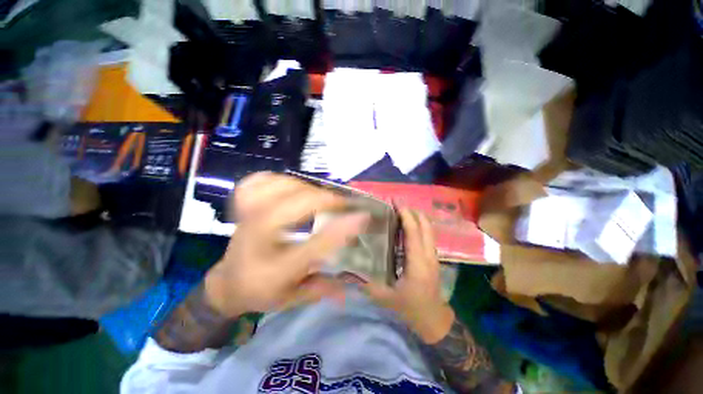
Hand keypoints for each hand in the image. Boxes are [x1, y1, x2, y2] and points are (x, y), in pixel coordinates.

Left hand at [203, 172, 369, 317]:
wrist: (229, 281)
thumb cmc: (262, 290)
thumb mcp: (293, 298)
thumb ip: (323, 287)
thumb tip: (351, 282)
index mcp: (274, 267)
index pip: (316, 244)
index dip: (343, 228)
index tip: (364, 217)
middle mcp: (260, 236)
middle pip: (297, 204)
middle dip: (328, 199)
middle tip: (345, 203)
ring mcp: (248, 215)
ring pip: (282, 186)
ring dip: (308, 188)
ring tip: (321, 197)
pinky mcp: (243, 204)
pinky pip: (261, 180)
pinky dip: (279, 179)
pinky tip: (291, 187)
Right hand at [360, 209, 454, 343]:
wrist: (434, 321)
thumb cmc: (410, 309)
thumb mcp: (385, 298)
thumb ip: (366, 283)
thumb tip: (347, 270)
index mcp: (418, 263)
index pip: (414, 232)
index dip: (406, 215)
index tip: (395, 203)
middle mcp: (429, 255)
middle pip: (426, 225)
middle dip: (412, 211)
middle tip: (396, 203)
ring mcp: (434, 256)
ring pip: (429, 229)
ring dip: (416, 216)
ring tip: (400, 210)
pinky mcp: (434, 257)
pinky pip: (428, 234)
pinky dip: (419, 225)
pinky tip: (407, 225)